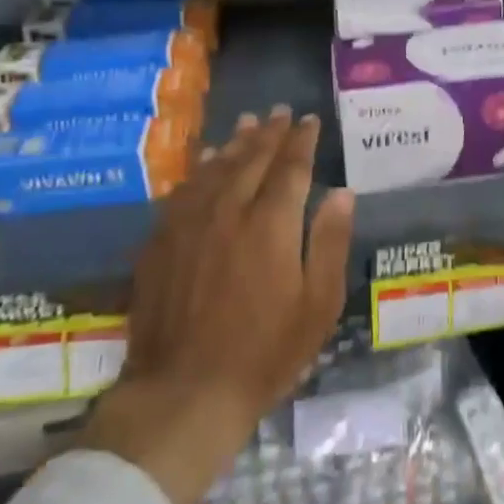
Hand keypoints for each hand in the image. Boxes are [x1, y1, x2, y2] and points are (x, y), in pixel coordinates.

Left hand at [80, 107, 354, 503]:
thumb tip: (342, 192)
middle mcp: (228, 210)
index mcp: (271, 223)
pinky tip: (206, 162)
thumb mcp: (318, 304)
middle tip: (282, 112)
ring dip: (235, 142)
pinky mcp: (161, 241)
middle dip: (270, 132)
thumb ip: (330, 241)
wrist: (185, 391)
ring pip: (216, 168)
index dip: (302, 140)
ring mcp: (189, 224)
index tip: (310, 120)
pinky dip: (201, 168)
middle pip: (252, 158)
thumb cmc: (265, 352)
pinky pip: (184, 190)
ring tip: (249, 123)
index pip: (291, 167)